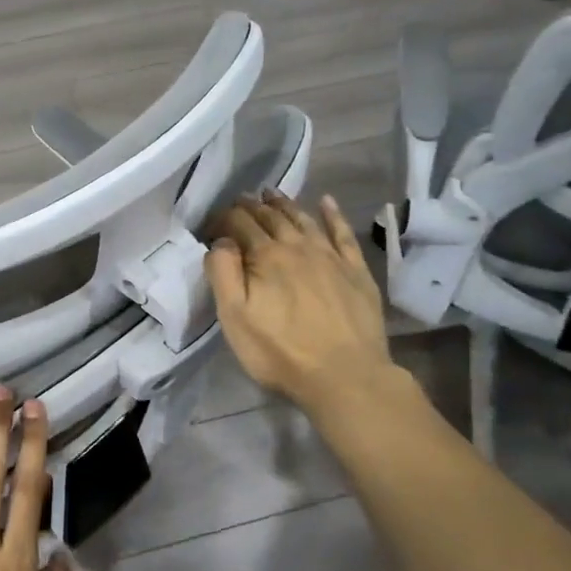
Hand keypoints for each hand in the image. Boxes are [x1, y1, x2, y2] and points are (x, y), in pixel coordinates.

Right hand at [208, 191, 400, 416]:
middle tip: (242, 198)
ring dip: (285, 204)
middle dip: (253, 206)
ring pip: (303, 220)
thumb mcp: (235, 318)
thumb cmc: (281, 351)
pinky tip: (326, 202)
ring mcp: (330, 257)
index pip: (240, 225)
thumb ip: (223, 274)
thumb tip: (221, 242)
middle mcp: (297, 247)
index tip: (214, 222)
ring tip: (272, 194)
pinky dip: (333, 214)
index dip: (225, 219)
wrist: (345, 376)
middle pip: (272, 218)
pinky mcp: (356, 271)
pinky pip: (343, 233)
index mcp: (265, 257)